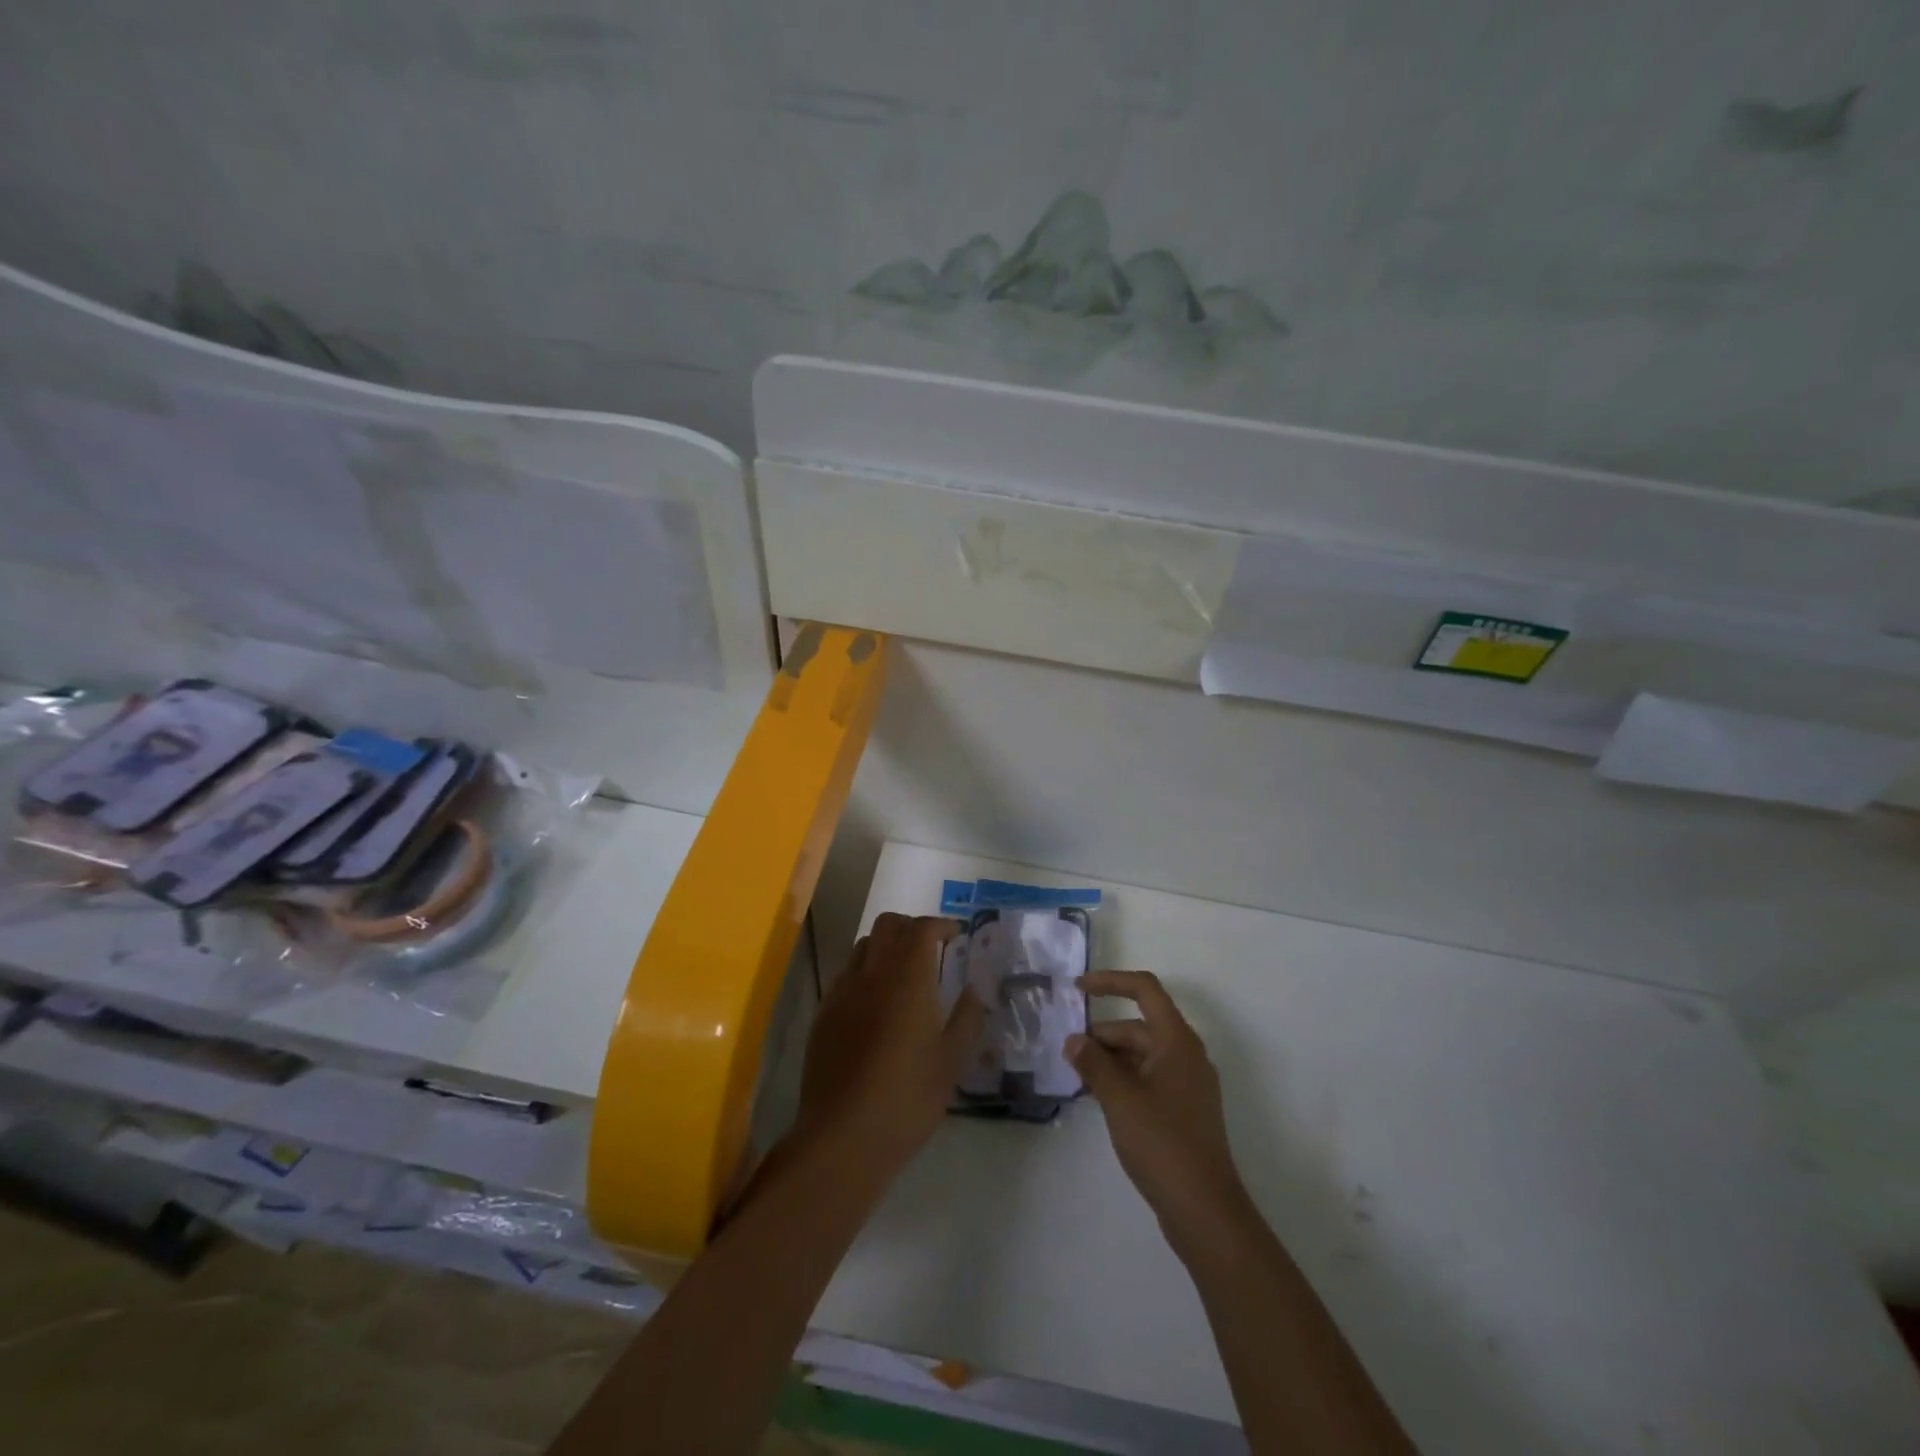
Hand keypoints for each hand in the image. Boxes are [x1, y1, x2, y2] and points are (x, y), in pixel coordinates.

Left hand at [795, 914, 983, 1172]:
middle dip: (912, 927)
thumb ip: (967, 1017)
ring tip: (903, 973)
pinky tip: (874, 1002)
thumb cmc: (907, 1098)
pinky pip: (846, 973)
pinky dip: (864, 971)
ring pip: (864, 945)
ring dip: (886, 945)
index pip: (923, 929)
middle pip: (889, 925)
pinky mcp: (824, 1013)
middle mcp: (873, 973)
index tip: (956, 937)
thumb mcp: (951, 1062)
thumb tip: (976, 989)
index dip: (941, 925)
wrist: (842, 1136)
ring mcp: (843, 991)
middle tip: (931, 949)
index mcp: (908, 978)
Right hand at [1068, 971, 1251, 1246]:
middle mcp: (1187, 1055)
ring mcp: (1188, 1085)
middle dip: (1104, 1034)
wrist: (1204, 1209)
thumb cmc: (1162, 1142)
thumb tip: (1074, 1040)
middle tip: (1069, 1052)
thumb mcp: (1119, 1098)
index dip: (1111, 981)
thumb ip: (1093, 1063)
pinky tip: (1100, 1098)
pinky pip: (1150, 1078)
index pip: (1145, 990)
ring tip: (1079, 1076)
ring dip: (1111, 1059)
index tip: (1078, 989)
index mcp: (1177, 1040)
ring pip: (1144, 1055)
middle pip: (1141, 1025)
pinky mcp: (1185, 1111)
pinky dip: (1124, 1079)